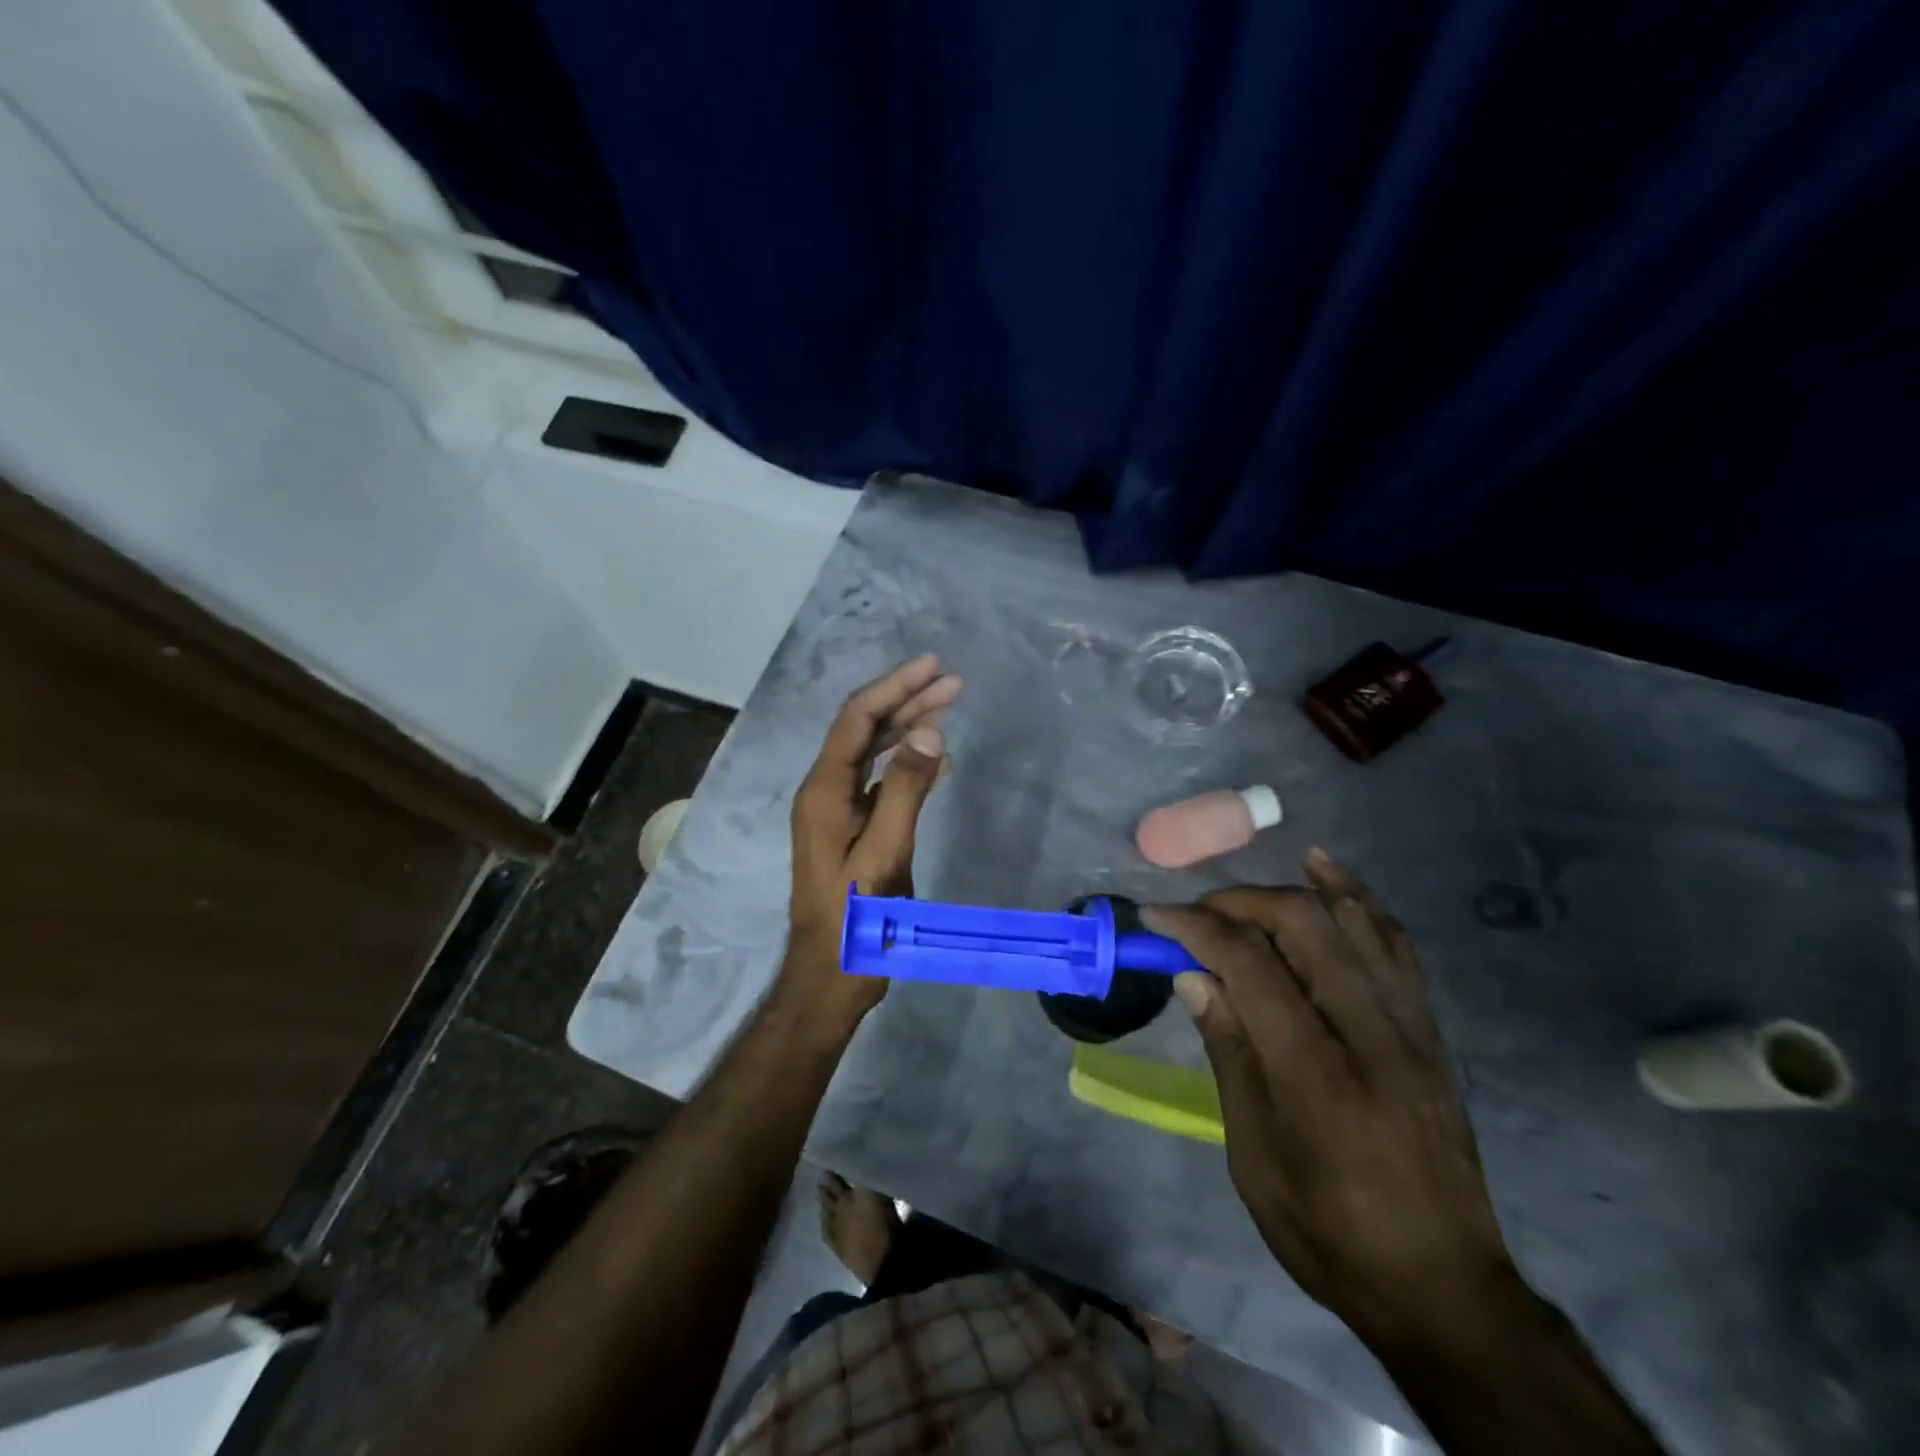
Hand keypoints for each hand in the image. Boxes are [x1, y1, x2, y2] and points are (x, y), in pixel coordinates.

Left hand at [782, 656, 960, 1023]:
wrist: (830, 974)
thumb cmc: (856, 918)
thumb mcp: (884, 853)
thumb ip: (905, 790)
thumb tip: (930, 731)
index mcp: (823, 790)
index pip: (857, 719)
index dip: (894, 687)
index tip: (933, 666)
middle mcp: (825, 791)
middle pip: (865, 730)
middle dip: (907, 701)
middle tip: (953, 683)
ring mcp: (837, 811)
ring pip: (872, 753)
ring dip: (908, 728)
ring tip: (949, 707)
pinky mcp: (851, 830)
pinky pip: (880, 781)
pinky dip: (907, 764)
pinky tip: (937, 760)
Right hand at [1144, 850, 1522, 1349]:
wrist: (1444, 1288)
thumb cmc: (1329, 1232)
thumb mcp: (1254, 1156)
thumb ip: (1229, 1054)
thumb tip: (1195, 977)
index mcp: (1314, 1074)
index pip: (1249, 964)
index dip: (1195, 927)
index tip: (1154, 916)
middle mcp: (1368, 1033)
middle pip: (1301, 925)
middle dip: (1236, 903)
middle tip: (1195, 915)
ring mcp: (1408, 1026)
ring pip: (1349, 921)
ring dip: (1289, 889)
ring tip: (1242, 887)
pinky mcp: (1429, 1030)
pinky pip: (1394, 943)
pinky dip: (1357, 897)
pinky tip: (1325, 870)